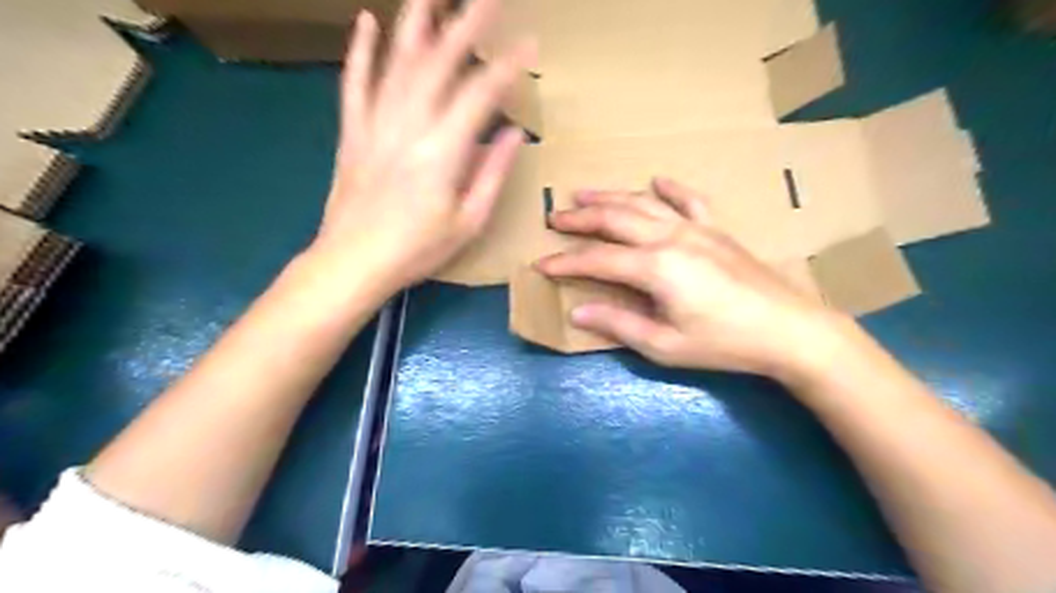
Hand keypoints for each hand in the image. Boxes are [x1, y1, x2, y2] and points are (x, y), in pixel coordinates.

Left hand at [310, 0, 532, 294]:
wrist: (353, 263)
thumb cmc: (418, 250)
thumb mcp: (469, 222)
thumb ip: (492, 173)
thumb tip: (514, 133)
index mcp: (443, 152)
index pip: (481, 95)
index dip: (507, 67)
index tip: (528, 44)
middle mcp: (409, 126)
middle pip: (439, 64)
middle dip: (467, 25)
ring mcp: (375, 125)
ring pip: (398, 62)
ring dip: (416, 22)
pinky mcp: (352, 132)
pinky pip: (355, 83)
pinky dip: (360, 51)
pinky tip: (366, 22)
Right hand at [540, 181, 850, 381]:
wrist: (789, 330)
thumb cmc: (724, 343)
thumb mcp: (664, 345)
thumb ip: (618, 324)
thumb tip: (577, 313)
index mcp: (655, 267)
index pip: (597, 260)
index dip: (566, 262)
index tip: (541, 264)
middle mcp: (671, 237)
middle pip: (615, 220)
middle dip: (580, 219)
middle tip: (554, 218)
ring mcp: (696, 229)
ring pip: (644, 204)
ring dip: (611, 197)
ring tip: (584, 194)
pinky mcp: (717, 230)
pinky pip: (690, 200)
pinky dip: (671, 188)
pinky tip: (656, 179)